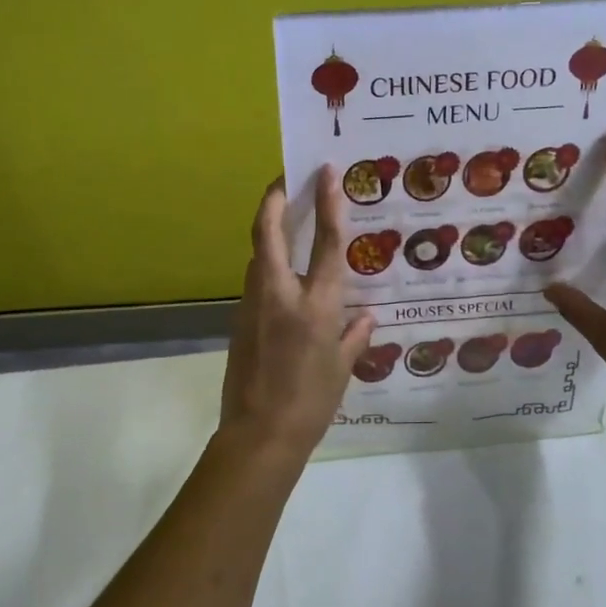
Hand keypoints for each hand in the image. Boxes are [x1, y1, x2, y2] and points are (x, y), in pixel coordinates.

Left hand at [220, 167, 378, 458]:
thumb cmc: (311, 402)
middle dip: (273, 199)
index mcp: (316, 305)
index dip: (327, 202)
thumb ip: (355, 335)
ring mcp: (254, 304)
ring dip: (268, 230)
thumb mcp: (343, 369)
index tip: (325, 172)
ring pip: (257, 255)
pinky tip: (282, 274)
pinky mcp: (239, 320)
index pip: (324, 242)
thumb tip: (366, 316)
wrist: (259, 434)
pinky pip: (256, 281)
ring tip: (285, 218)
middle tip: (284, 178)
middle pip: (268, 232)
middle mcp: (281, 294)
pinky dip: (268, 265)